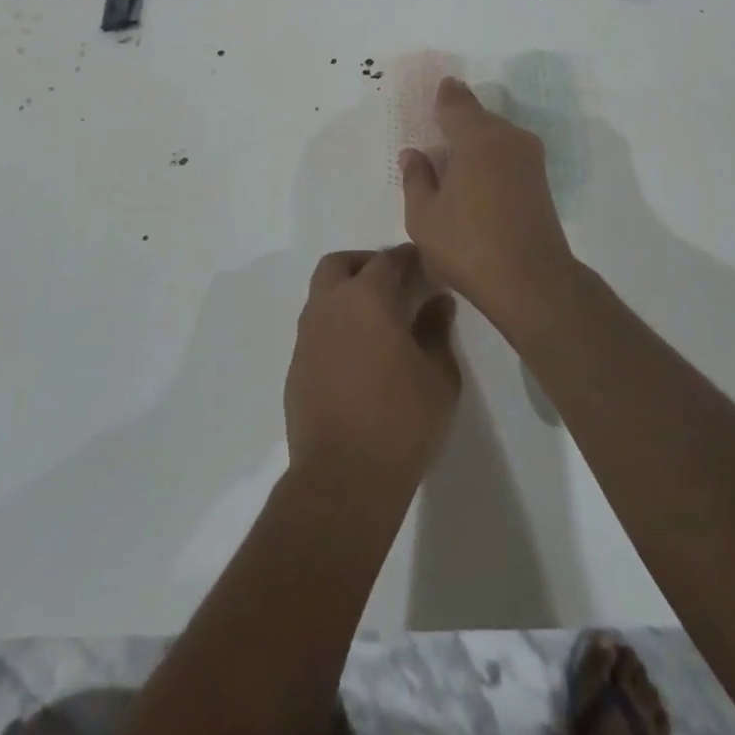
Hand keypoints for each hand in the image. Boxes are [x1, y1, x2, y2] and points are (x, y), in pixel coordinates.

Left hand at [285, 246, 460, 494]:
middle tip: (393, 282)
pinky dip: (335, 326)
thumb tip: (437, 301)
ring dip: (346, 294)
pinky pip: (316, 329)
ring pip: (322, 295)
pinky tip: (358, 354)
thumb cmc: (401, 421)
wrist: (343, 477)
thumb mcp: (438, 375)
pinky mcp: (296, 366)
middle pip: (339, 264)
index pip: (387, 260)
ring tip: (377, 320)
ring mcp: (306, 336)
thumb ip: (436, 330)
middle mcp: (329, 306)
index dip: (407, 257)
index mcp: (366, 298)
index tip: (424, 263)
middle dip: (365, 264)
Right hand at [399, 77, 576, 308]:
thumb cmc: (468, 246)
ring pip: (494, 136)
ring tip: (450, 165)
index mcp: (476, 137)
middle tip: (433, 138)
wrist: (532, 283)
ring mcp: (529, 158)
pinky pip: (506, 154)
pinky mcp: (540, 181)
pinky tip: (473, 182)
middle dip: (456, 122)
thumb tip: (414, 154)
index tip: (432, 96)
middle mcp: (507, 137)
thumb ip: (416, 179)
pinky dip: (489, 159)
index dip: (442, 96)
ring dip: (474, 143)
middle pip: (477, 118)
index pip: (455, 101)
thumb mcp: (424, 216)